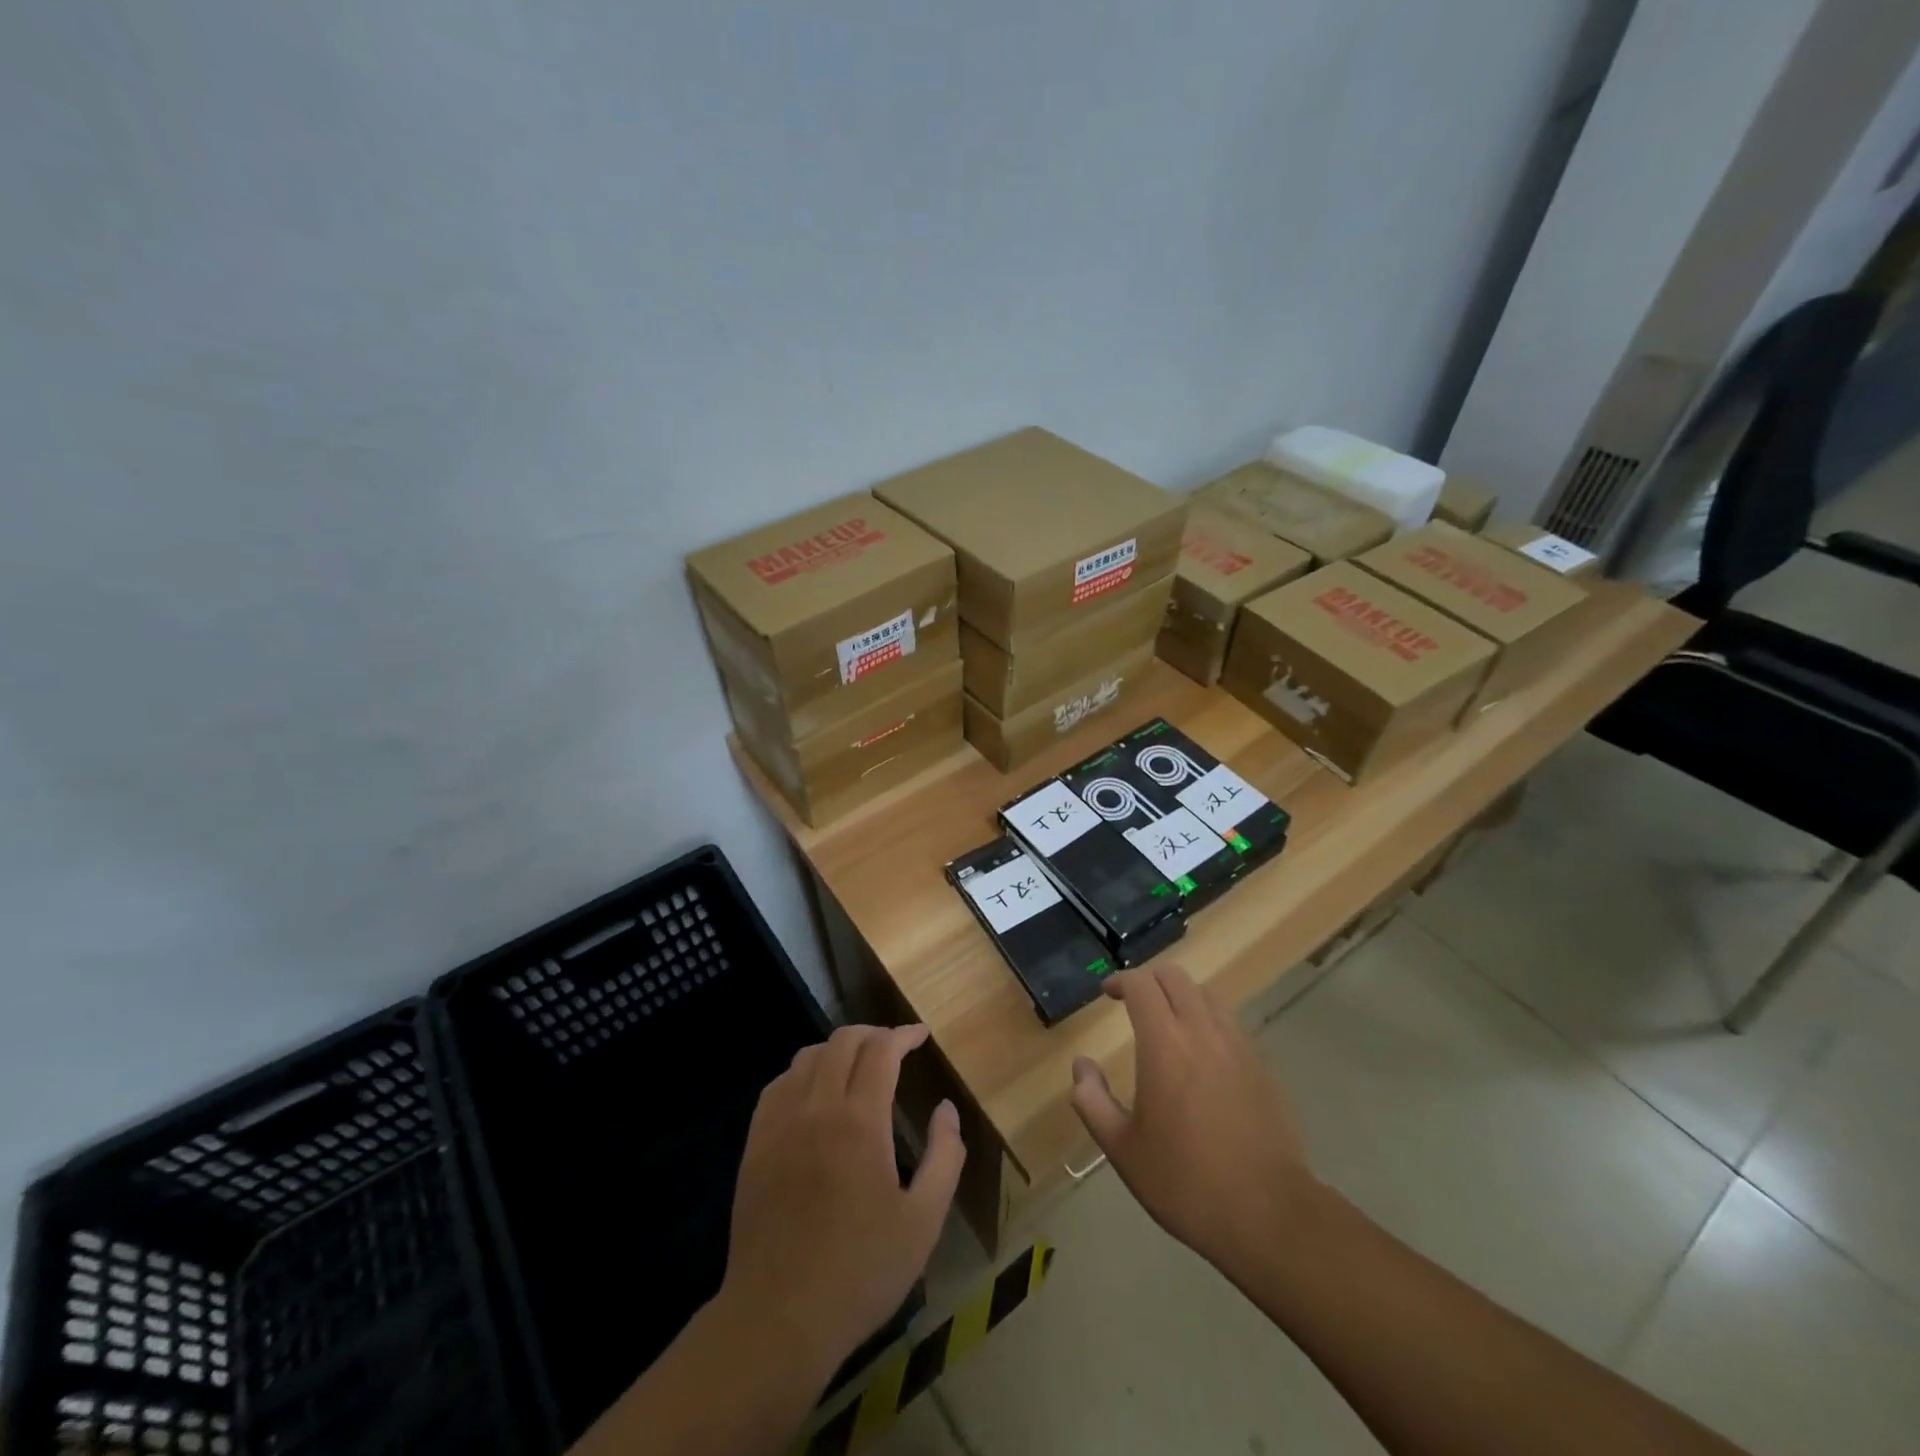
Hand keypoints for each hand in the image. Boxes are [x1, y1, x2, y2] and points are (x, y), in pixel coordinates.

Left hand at [719, 1024, 964, 1386]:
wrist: (777, 1318)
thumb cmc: (860, 1271)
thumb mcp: (924, 1221)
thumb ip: (945, 1156)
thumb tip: (946, 1108)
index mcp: (860, 1120)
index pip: (882, 1051)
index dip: (904, 1035)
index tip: (921, 1035)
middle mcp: (817, 1107)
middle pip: (842, 1042)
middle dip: (873, 1034)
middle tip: (893, 1046)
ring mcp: (779, 1123)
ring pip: (807, 1056)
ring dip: (836, 1049)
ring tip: (856, 1066)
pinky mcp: (754, 1144)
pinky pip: (778, 1085)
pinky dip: (802, 1073)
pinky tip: (812, 1094)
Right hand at [1070, 965, 1315, 1273]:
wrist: (1269, 1214)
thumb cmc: (1185, 1181)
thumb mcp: (1122, 1149)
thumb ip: (1092, 1101)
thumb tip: (1082, 1065)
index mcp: (1164, 1043)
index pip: (1140, 985)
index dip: (1120, 980)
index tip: (1106, 993)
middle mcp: (1202, 1031)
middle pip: (1176, 977)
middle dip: (1150, 980)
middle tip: (1133, 1001)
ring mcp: (1239, 1046)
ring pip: (1207, 996)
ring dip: (1182, 997)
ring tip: (1168, 1023)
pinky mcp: (1263, 1067)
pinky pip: (1231, 1024)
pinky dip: (1209, 1022)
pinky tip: (1203, 1055)